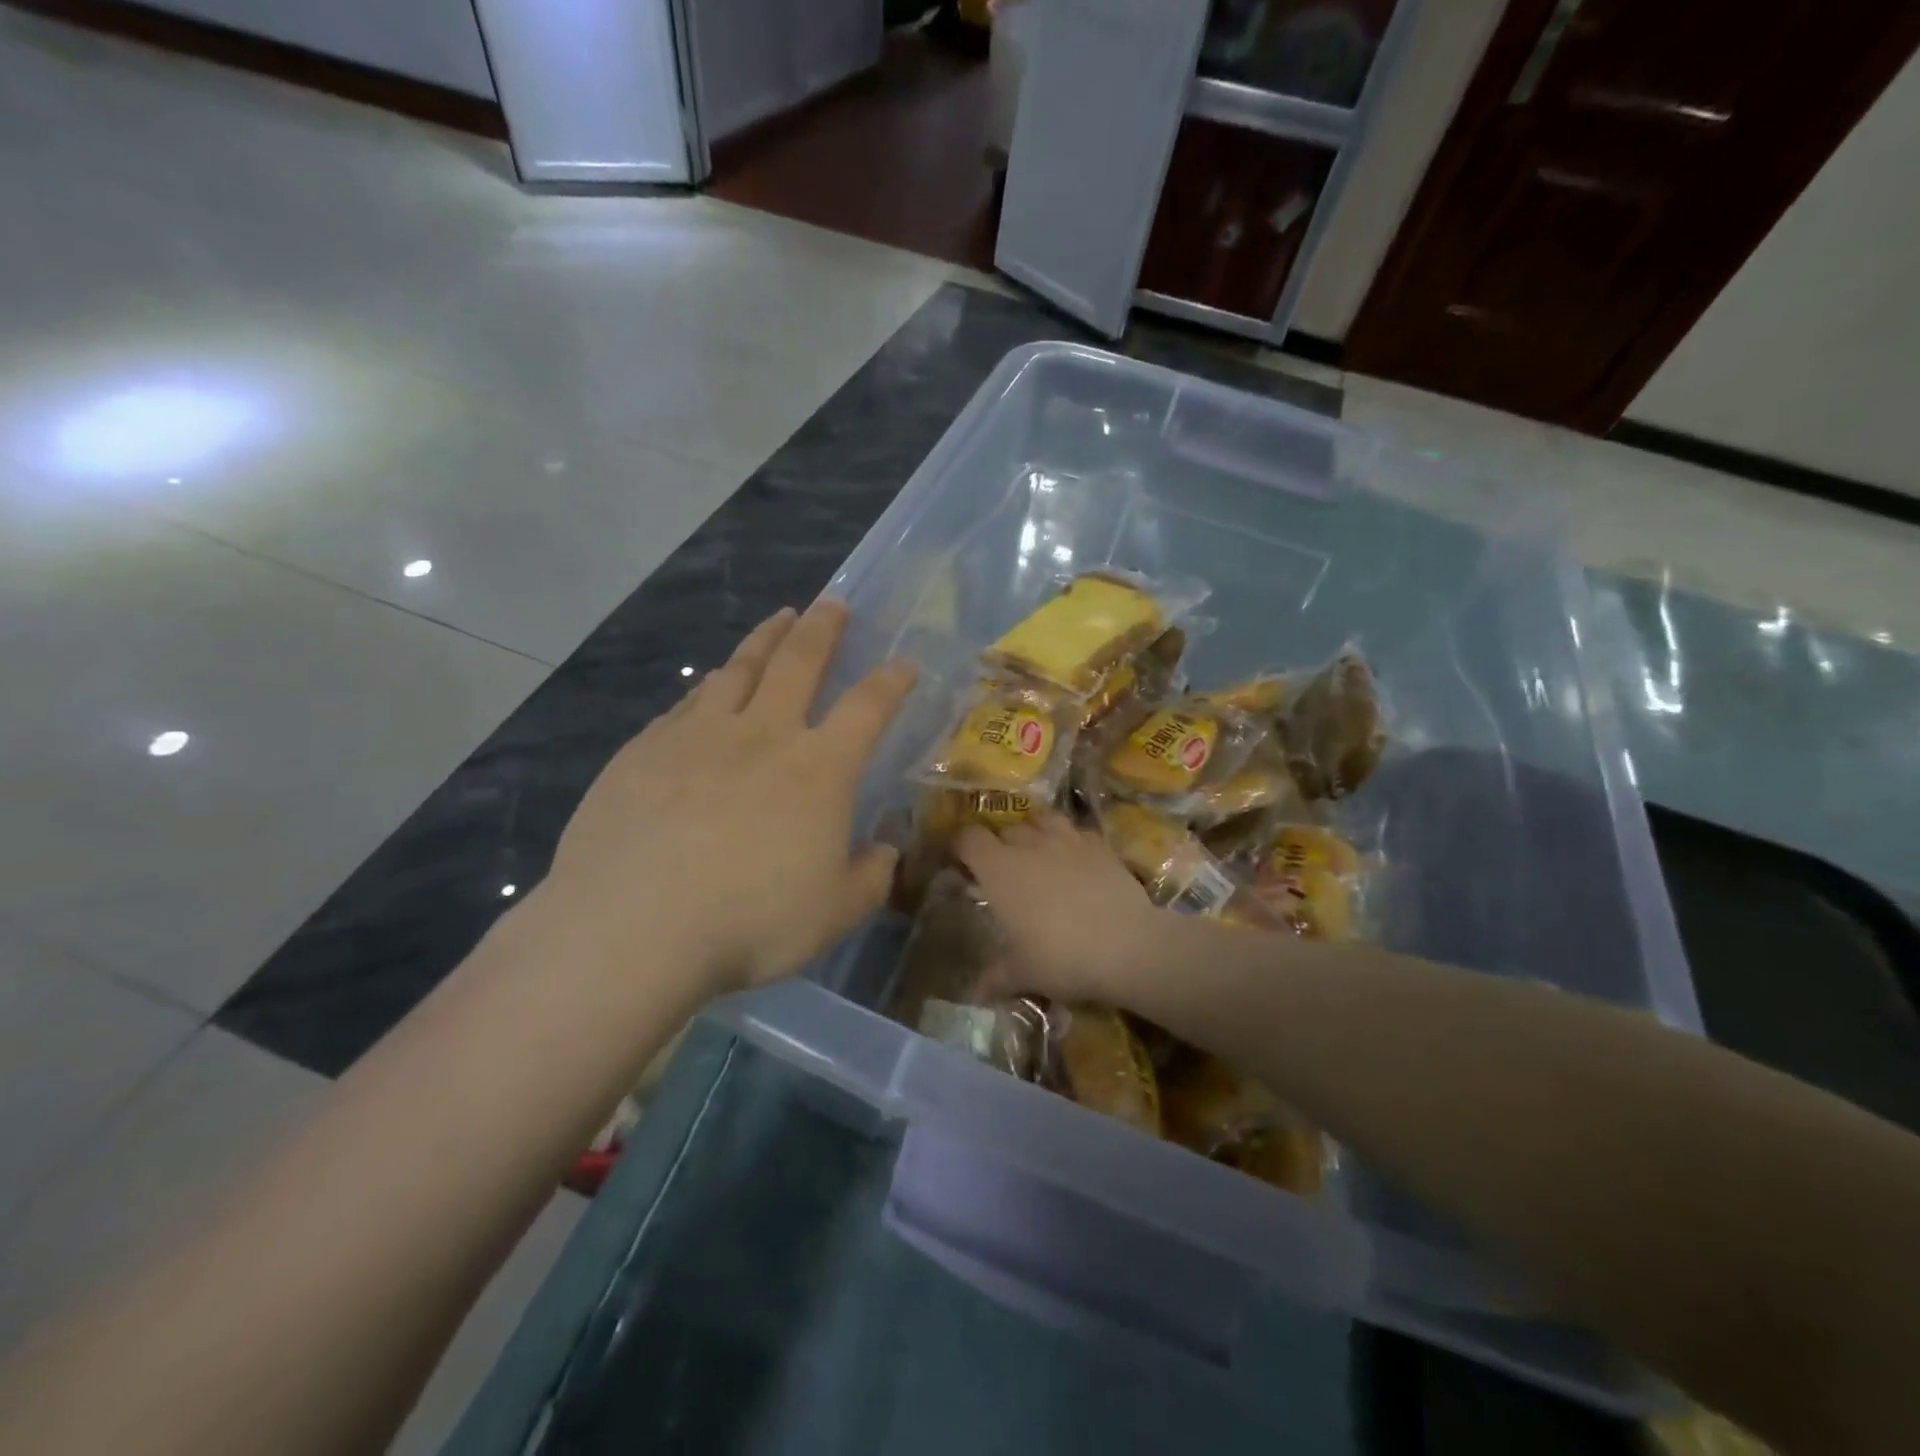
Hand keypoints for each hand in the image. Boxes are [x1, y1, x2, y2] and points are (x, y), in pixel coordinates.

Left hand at [541, 600, 915, 996]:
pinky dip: (710, 686)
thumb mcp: (833, 914)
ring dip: (765, 639)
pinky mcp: (646, 749)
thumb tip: (884, 852)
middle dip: (822, 627)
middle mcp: (763, 735)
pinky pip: (688, 702)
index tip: (903, 664)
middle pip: (799, 661)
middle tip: (832, 603)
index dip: (891, 682)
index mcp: (819, 769)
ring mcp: (698, 735)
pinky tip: (710, 687)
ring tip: (778, 621)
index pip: (868, 708)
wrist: (632, 928)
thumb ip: (870, 878)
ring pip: (740, 668)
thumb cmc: (749, 922)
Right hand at [956, 811, 1170, 1004]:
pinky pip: (1077, 833)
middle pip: (1005, 829)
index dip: (962, 847)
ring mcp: (1067, 840)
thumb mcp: (1022, 973)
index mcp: (999, 869)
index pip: (969, 838)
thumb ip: (995, 977)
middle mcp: (1029, 844)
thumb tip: (975, 994)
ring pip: (1042, 820)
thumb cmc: (1060, 956)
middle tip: (1003, 872)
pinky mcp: (1100, 845)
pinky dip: (1071, 842)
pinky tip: (1076, 861)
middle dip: (999, 845)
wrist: (1126, 945)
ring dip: (1035, 833)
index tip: (962, 865)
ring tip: (1039, 855)